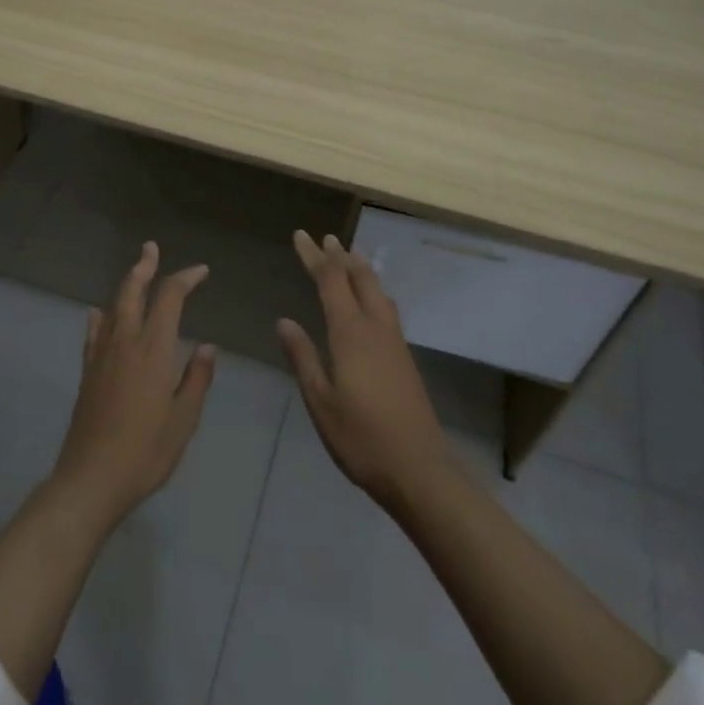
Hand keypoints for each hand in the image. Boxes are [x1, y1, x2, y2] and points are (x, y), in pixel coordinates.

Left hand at [51, 241, 216, 530]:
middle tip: (151, 247)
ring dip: (125, 285)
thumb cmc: (145, 452)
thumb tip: (207, 346)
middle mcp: (124, 342)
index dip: (185, 278)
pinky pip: (94, 332)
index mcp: (153, 350)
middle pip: (132, 291)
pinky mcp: (87, 372)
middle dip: (144, 266)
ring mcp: (101, 356)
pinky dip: (100, 316)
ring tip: (135, 272)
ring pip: (112, 307)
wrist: (90, 479)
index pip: (169, 298)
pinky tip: (99, 314)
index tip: (201, 271)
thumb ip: (196, 379)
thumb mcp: (184, 420)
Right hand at [277, 229, 451, 512]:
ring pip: (377, 290)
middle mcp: (376, 327)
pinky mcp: (404, 357)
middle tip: (324, 238)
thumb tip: (284, 321)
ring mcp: (395, 341)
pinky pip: (386, 306)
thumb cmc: (361, 438)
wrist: (419, 469)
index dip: (314, 256)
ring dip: (360, 269)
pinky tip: (370, 300)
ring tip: (348, 257)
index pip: (331, 281)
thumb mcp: (321, 401)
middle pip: (359, 278)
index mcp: (351, 333)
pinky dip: (372, 289)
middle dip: (340, 255)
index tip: (301, 235)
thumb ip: (303, 357)